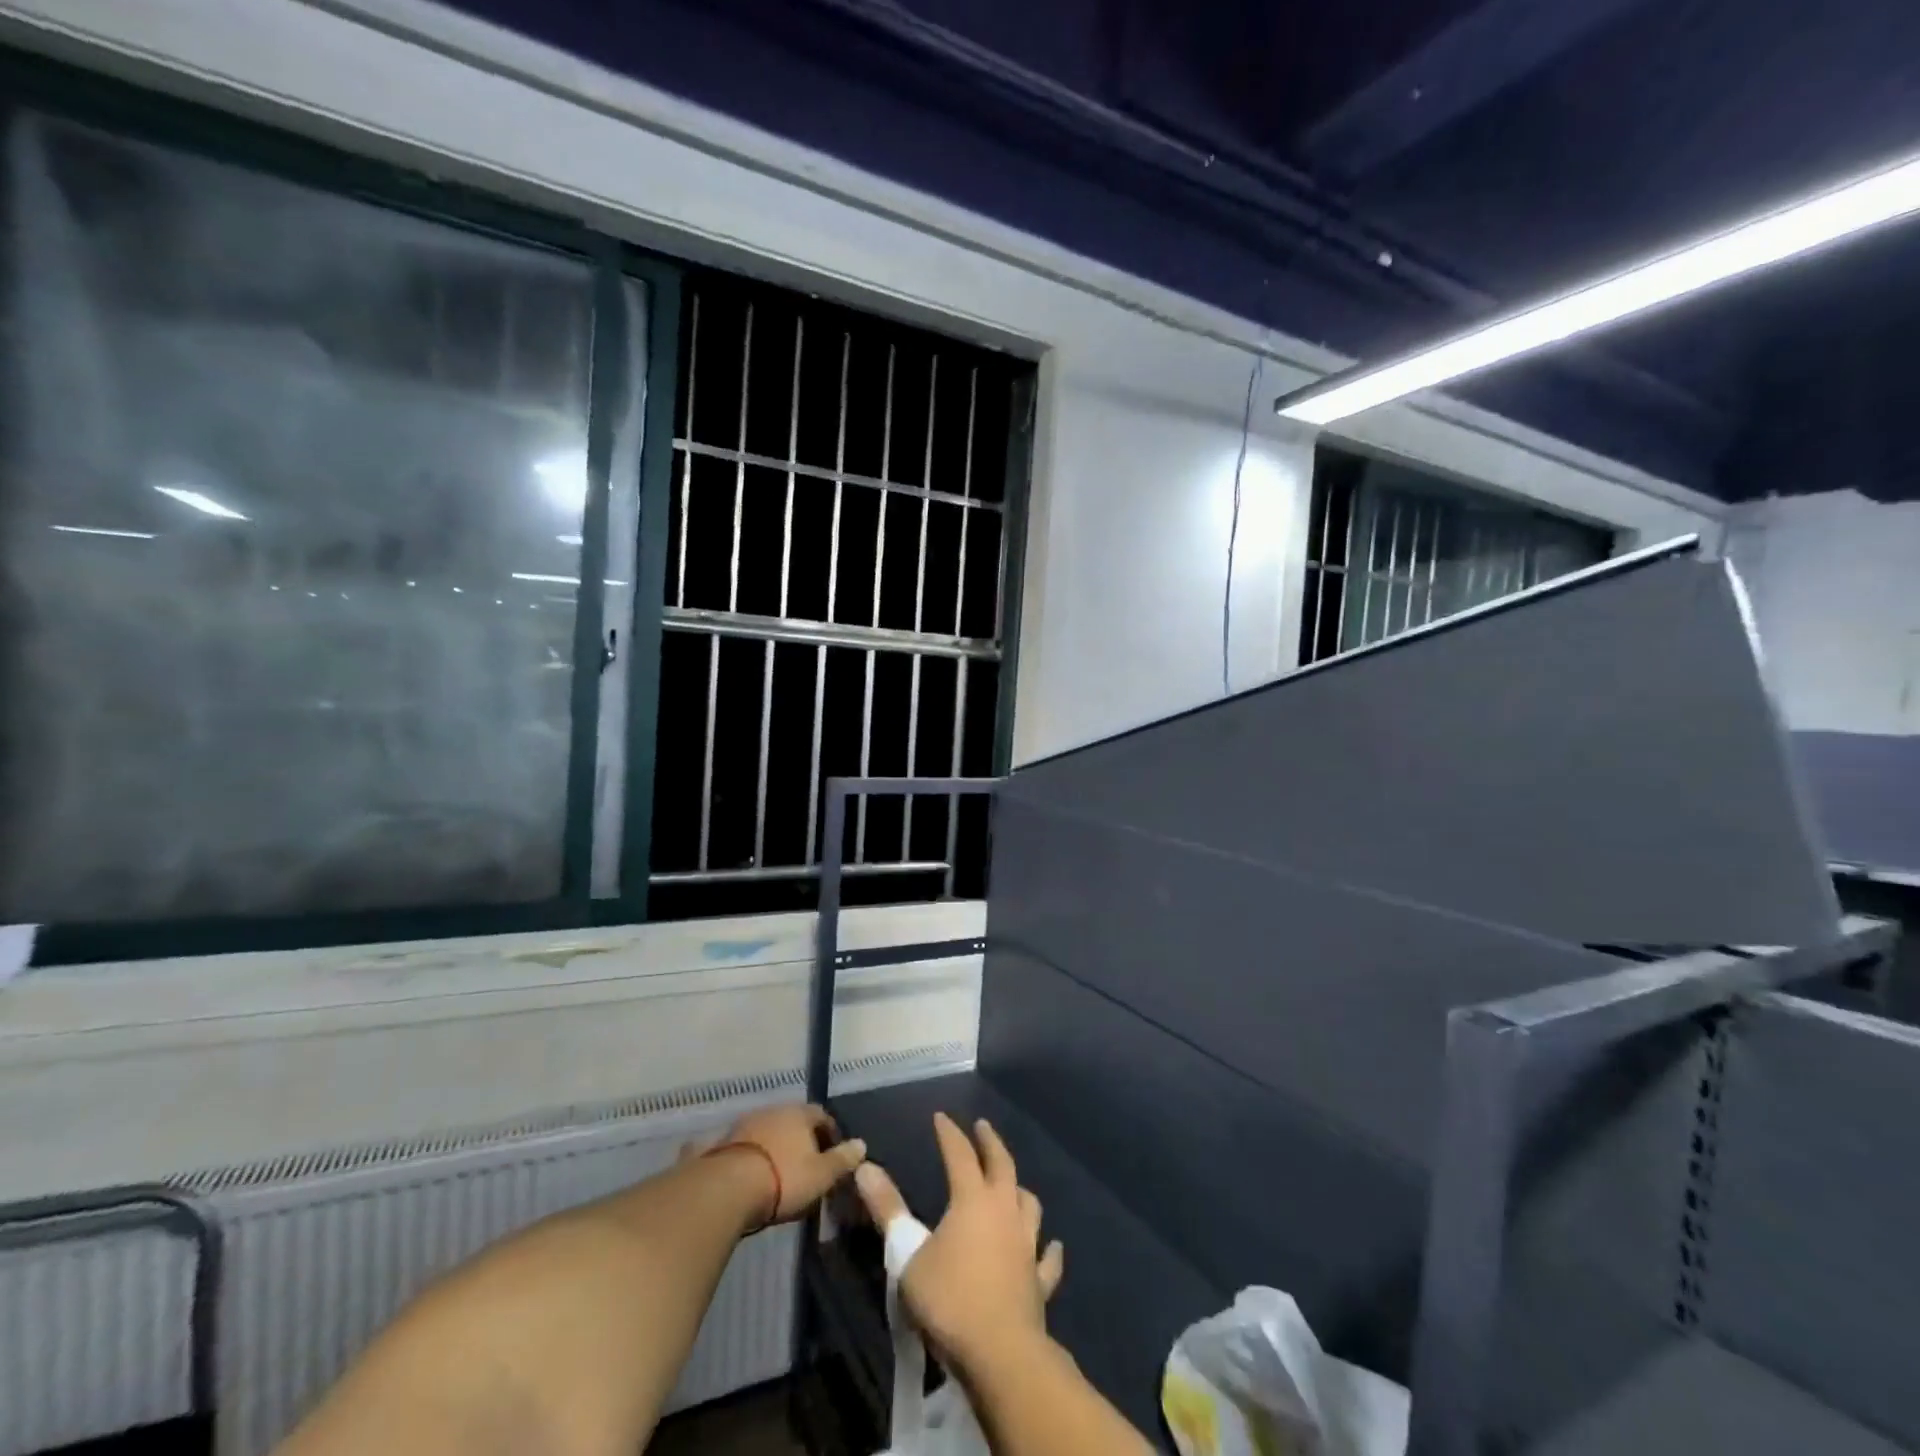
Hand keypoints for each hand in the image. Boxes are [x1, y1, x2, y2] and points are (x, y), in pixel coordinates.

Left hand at [720, 1103, 866, 1223]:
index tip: (834, 1155)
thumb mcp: (821, 1175)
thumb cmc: (784, 1178)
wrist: (728, 1188)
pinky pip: (747, 1146)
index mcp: (799, 1113)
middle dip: (802, 1140)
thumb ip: (843, 1159)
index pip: (822, 1115)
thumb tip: (861, 1144)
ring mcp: (746, 1123)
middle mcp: (774, 1110)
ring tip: (781, 1173)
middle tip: (808, 1165)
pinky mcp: (724, 1142)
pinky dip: (755, 1156)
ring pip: (769, 1132)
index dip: (830, 1134)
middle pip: (794, 1121)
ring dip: (777, 1147)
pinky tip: (755, 1175)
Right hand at [853, 1112, 1063, 1375]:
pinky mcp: (1039, 1280)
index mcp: (972, 1199)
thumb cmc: (949, 1300)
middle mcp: (1004, 1211)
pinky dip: (1050, 1250)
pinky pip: (1048, 1259)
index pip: (959, 1154)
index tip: (941, 1116)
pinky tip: (1052, 1246)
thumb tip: (865, 1167)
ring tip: (1014, 1184)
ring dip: (1020, 1190)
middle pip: (1002, 1165)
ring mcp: (1027, 1245)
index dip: (949, 1133)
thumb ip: (888, 1210)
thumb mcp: (907, 1255)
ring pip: (1029, 1204)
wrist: (1000, 1353)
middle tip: (983, 1127)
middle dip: (990, 1143)